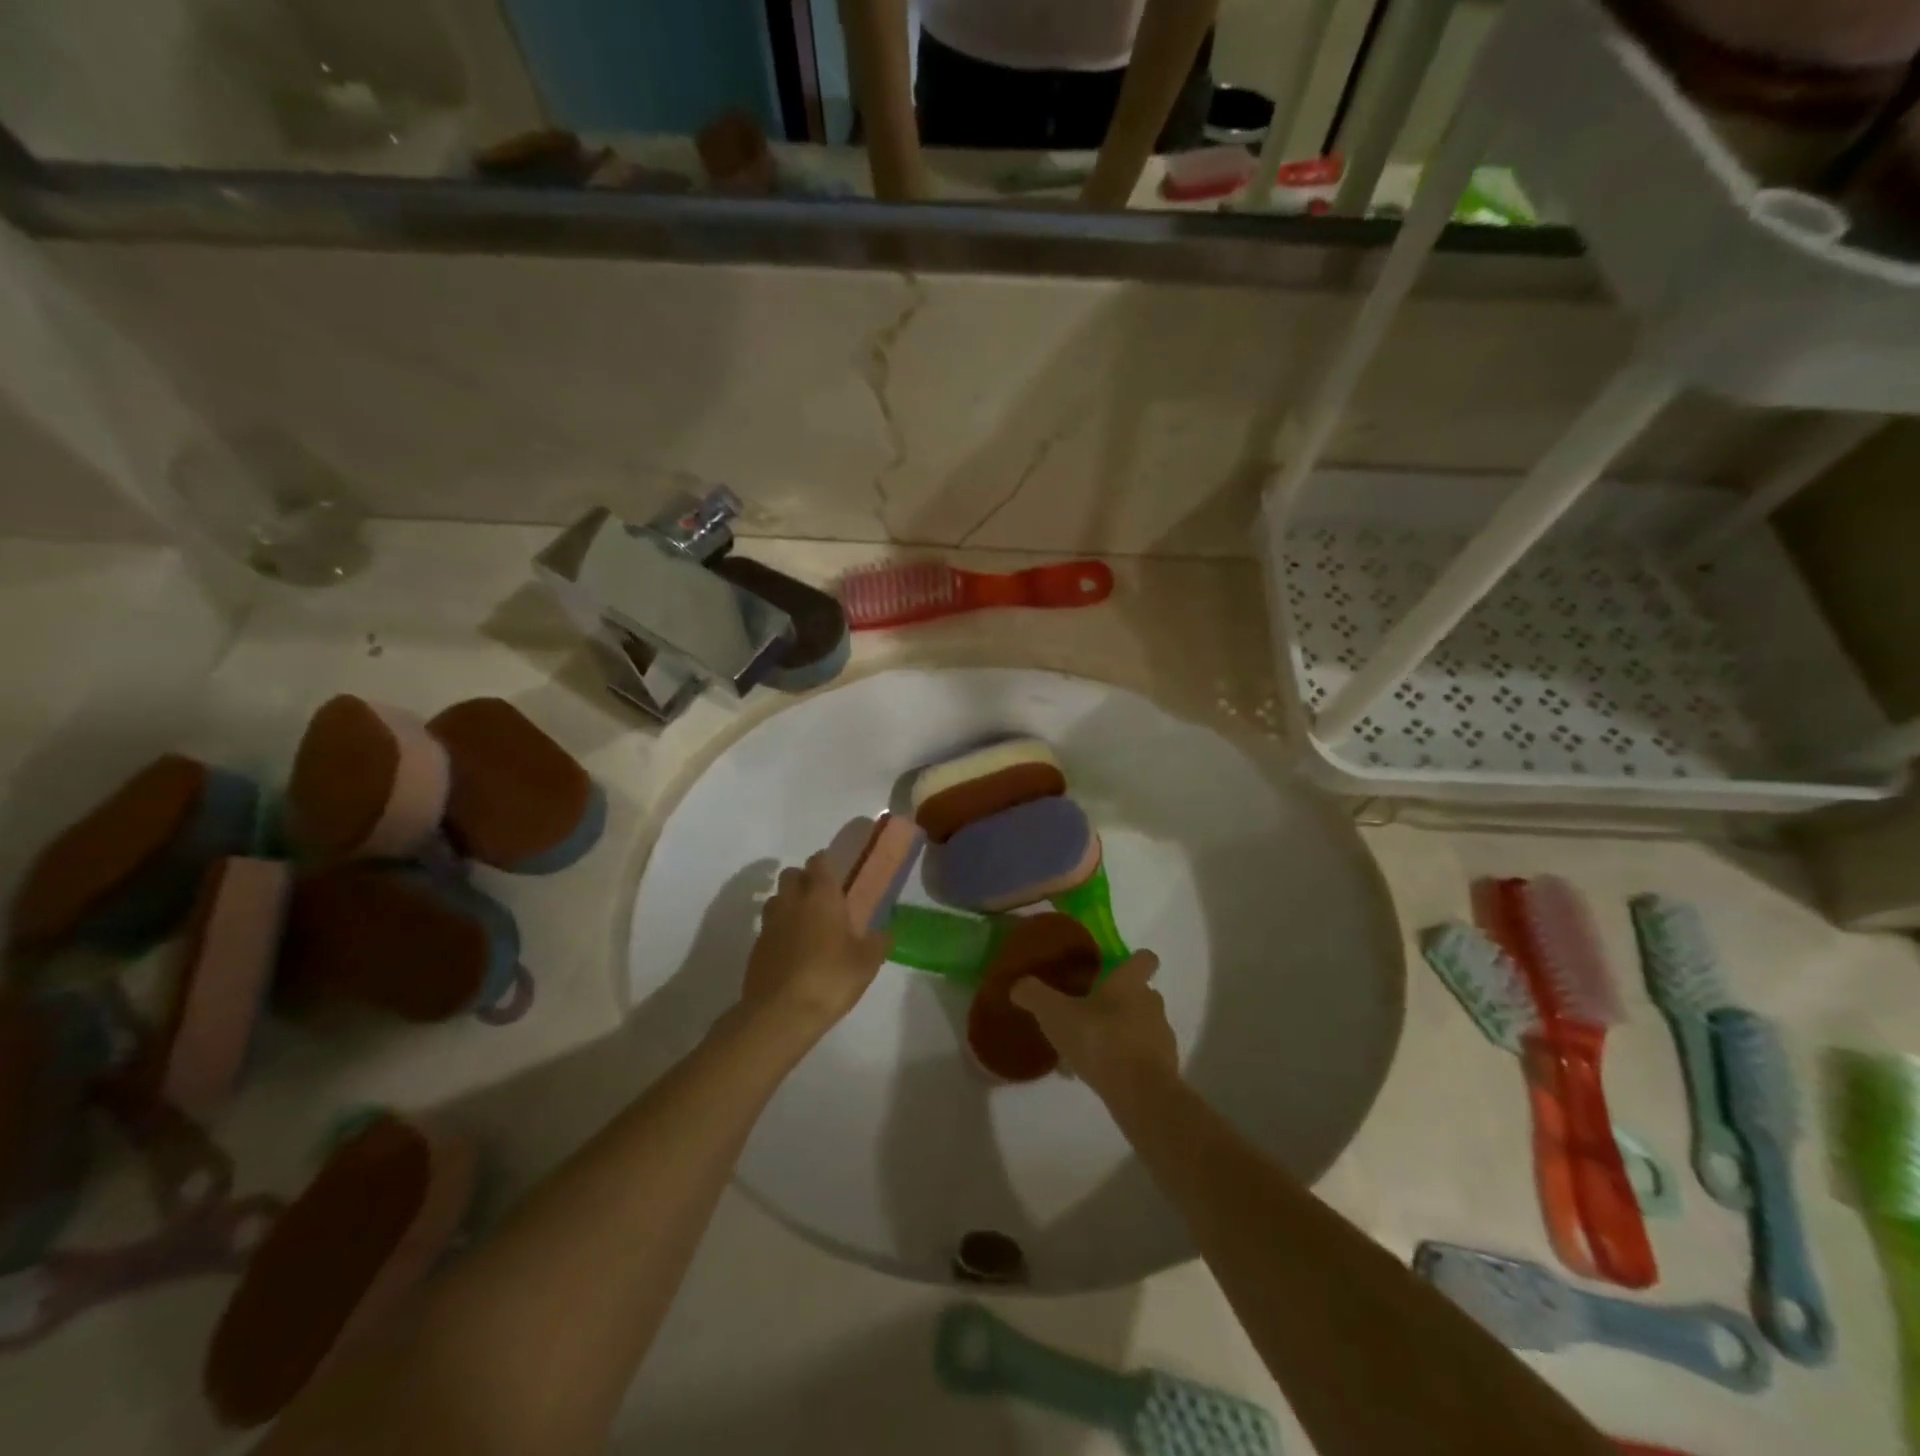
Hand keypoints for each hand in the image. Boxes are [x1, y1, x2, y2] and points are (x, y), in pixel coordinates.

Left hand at [742, 851, 890, 1034]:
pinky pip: (767, 928)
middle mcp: (792, 902)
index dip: (824, 862)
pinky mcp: (755, 949)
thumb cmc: (830, 978)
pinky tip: (791, 950)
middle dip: (802, 879)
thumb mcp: (867, 963)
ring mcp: (769, 925)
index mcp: (821, 896)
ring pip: (775, 899)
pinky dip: (778, 931)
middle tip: (819, 896)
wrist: (780, 1014)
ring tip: (803, 922)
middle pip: (790, 875)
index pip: (819, 863)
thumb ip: (878, 943)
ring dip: (787, 903)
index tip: (833, 869)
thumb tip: (885, 933)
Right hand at [1010, 951, 1177, 1101]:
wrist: (1140, 1094)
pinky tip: (1098, 1075)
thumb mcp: (1055, 1014)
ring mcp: (1161, 1037)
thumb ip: (1034, 995)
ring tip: (1088, 1050)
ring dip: (1120, 1033)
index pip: (1145, 959)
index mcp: (1129, 983)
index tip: (1118, 966)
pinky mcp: (1163, 1069)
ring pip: (1140, 1027)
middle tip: (1090, 1012)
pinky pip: (1140, 1057)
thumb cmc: (1100, 1040)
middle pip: (1141, 993)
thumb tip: (1018, 985)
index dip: (1135, 960)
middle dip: (1119, 1000)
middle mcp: (1151, 1004)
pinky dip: (1124, 1061)